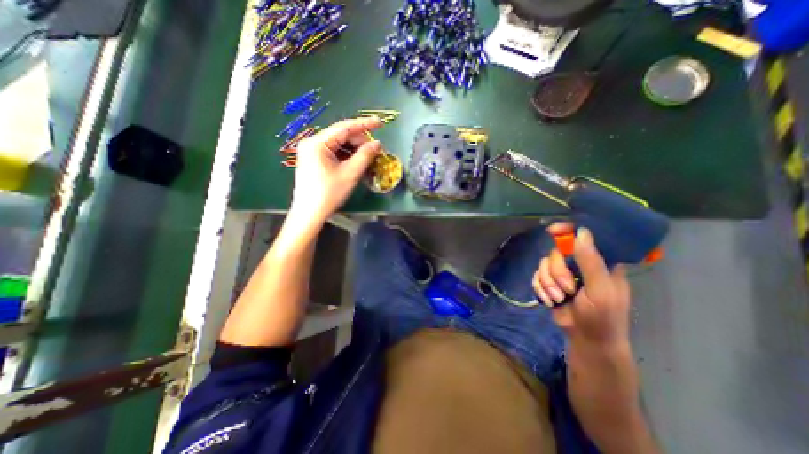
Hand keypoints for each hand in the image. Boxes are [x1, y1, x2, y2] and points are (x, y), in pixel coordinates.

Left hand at [288, 115, 382, 226]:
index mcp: (318, 143)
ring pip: (339, 145)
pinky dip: (347, 156)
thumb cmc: (329, 194)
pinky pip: (334, 153)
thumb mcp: (350, 174)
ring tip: (368, 159)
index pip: (344, 127)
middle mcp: (312, 143)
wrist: (309, 213)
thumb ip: (365, 156)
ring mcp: (312, 152)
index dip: (364, 124)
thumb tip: (378, 144)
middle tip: (375, 151)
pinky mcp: (314, 160)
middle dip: (360, 142)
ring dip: (355, 150)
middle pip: (341, 136)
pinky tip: (356, 163)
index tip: (380, 122)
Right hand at [535, 224, 634, 347]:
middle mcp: (578, 264)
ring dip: (548, 283)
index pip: (583, 237)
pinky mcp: (549, 283)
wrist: (587, 340)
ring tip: (559, 298)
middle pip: (556, 252)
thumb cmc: (603, 317)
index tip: (553, 230)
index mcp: (598, 262)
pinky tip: (549, 300)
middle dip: (557, 272)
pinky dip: (540, 288)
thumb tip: (581, 232)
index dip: (567, 231)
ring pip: (543, 264)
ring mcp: (563, 273)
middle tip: (567, 289)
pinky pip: (536, 276)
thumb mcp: (601, 290)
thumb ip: (590, 262)